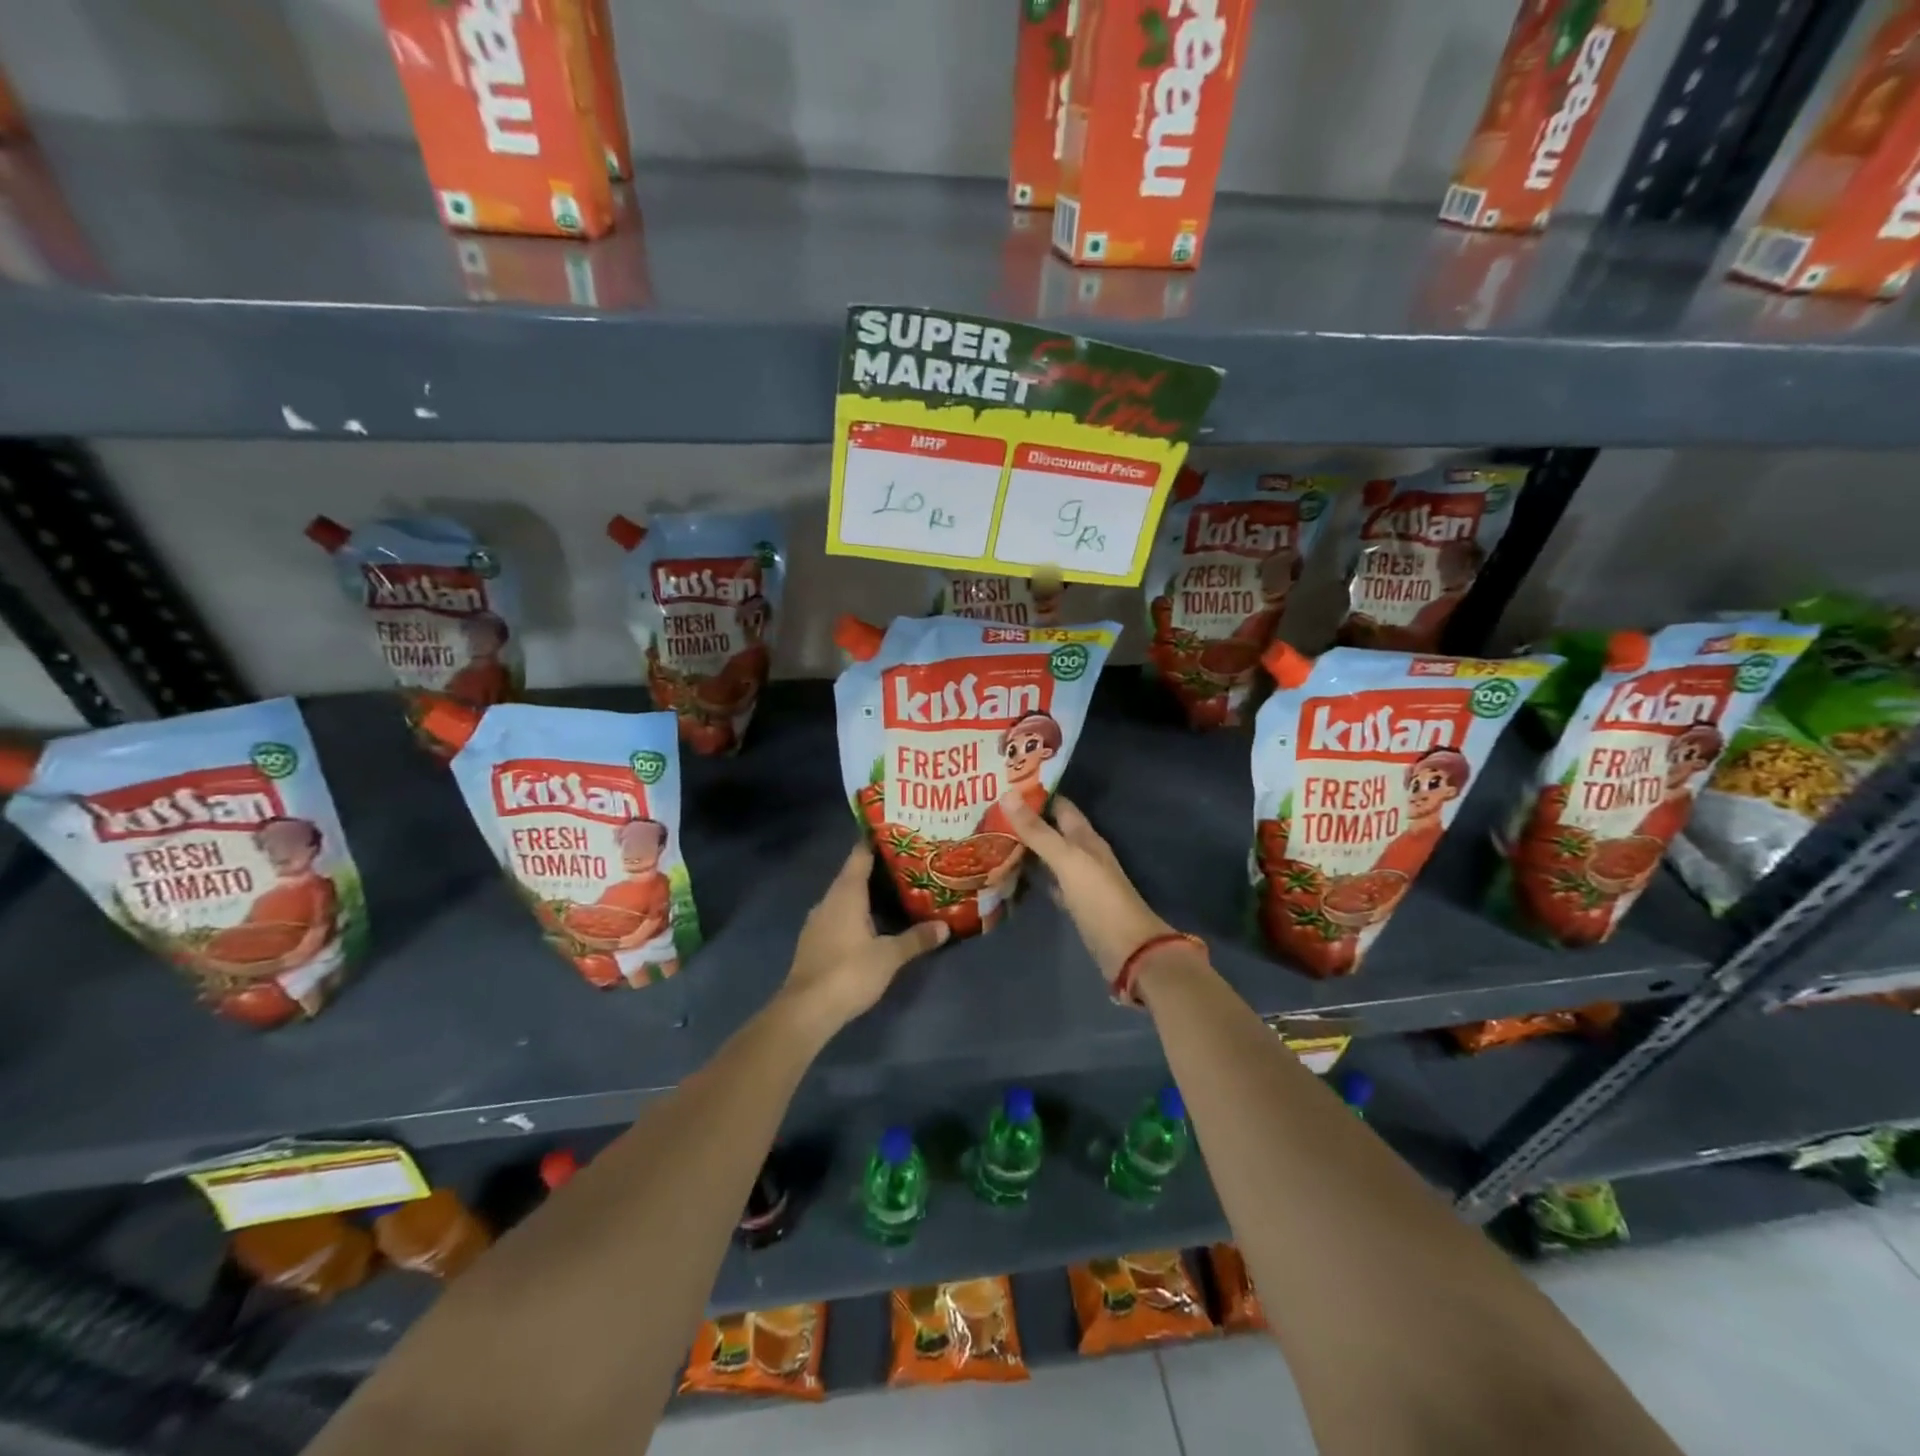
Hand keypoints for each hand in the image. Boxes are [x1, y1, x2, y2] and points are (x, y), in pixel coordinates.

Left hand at [779, 843, 948, 1035]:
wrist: (806, 1010)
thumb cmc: (849, 972)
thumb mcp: (889, 956)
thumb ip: (916, 938)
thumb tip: (945, 926)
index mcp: (845, 893)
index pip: (860, 854)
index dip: (877, 841)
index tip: (898, 832)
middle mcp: (829, 899)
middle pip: (854, 874)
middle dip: (879, 869)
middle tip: (909, 863)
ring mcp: (818, 921)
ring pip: (846, 897)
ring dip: (867, 893)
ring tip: (897, 891)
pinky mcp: (814, 941)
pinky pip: (839, 915)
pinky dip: (857, 913)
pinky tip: (875, 923)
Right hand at [1001, 795, 1176, 979]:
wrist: (1128, 948)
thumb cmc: (1099, 898)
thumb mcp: (1066, 859)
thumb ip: (1037, 831)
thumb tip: (1007, 794)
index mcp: (1084, 836)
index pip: (1059, 804)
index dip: (1035, 793)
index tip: (1003, 784)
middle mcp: (1081, 853)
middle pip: (1051, 829)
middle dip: (1024, 820)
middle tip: (987, 811)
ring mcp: (1077, 879)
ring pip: (1046, 856)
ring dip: (1024, 847)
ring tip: (990, 836)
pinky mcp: (1072, 903)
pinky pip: (1046, 881)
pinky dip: (1030, 876)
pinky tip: (1009, 874)